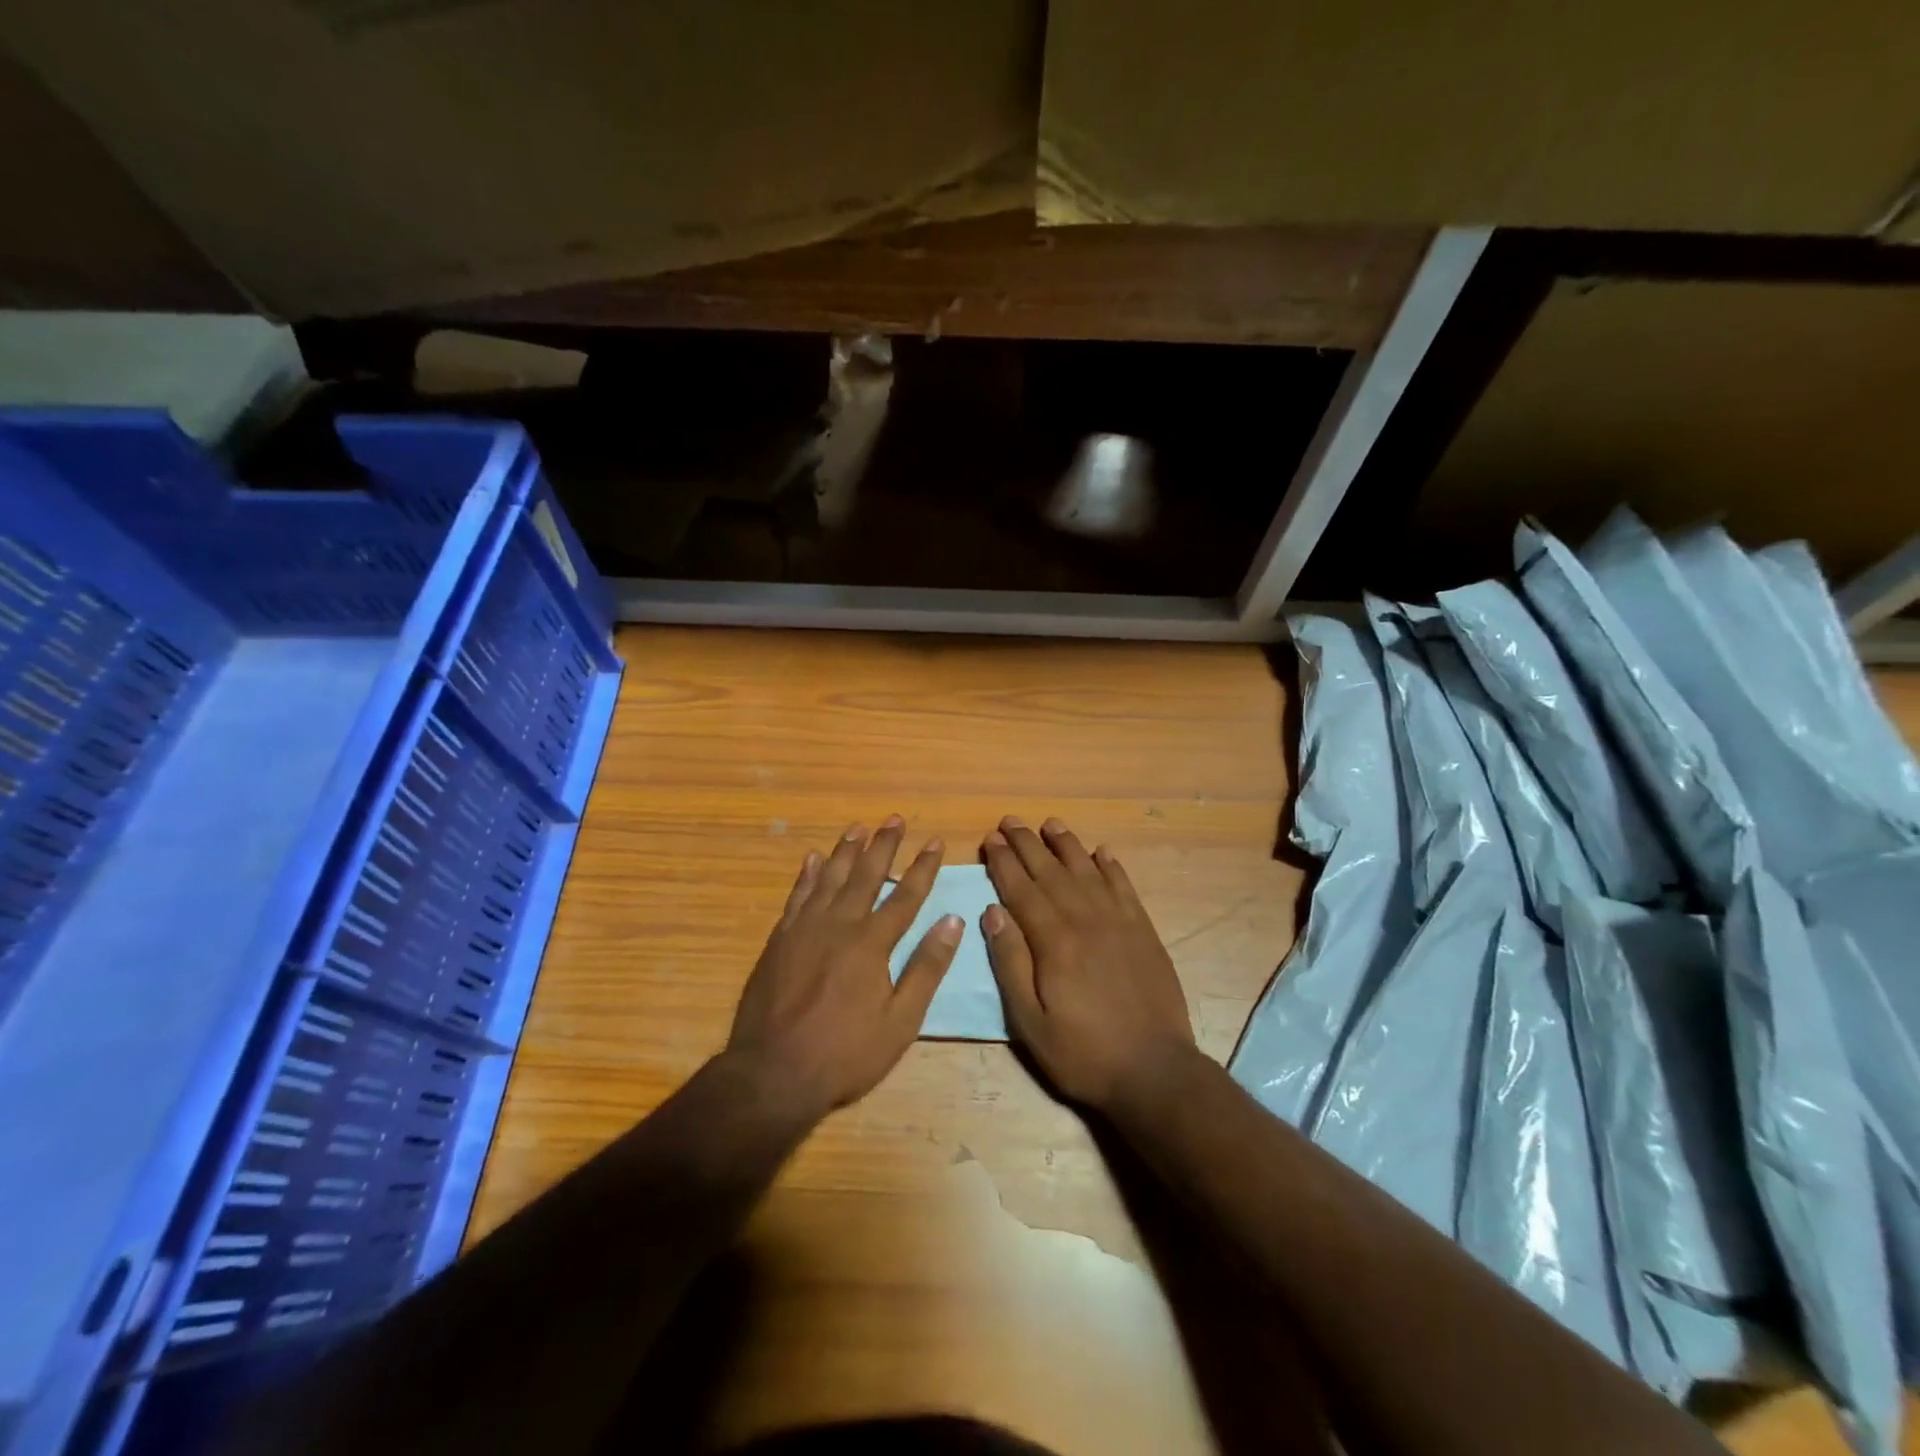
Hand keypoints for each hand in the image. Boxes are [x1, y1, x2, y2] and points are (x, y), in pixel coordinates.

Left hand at [727, 816, 960, 1117]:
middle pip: (866, 875)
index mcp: (872, 943)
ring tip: (858, 827)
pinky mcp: (779, 939)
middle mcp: (839, 924)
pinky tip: (812, 859)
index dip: (923, 867)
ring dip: (846, 851)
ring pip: (829, 877)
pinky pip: (796, 896)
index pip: (906, 895)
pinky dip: (806, 875)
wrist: (772, 1073)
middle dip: (884, 845)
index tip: (935, 840)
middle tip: (894, 818)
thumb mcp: (900, 1021)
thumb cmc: (845, 1053)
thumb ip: (926, 968)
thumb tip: (952, 921)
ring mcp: (805, 929)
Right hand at [980, 816, 1195, 1111]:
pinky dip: (1111, 866)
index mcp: (1054, 941)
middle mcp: (1085, 919)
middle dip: (1027, 843)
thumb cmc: (1083, 1052)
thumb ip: (1010, 963)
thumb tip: (992, 911)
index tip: (989, 839)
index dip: (1003, 862)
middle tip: (1009, 821)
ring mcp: (1119, 921)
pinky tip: (1102, 851)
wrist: (1155, 1070)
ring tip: (1050, 823)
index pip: (1022, 889)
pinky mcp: (1144, 930)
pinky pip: (1124, 887)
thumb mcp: (1030, 1022)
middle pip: (1051, 871)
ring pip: (1087, 870)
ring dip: (1066, 844)